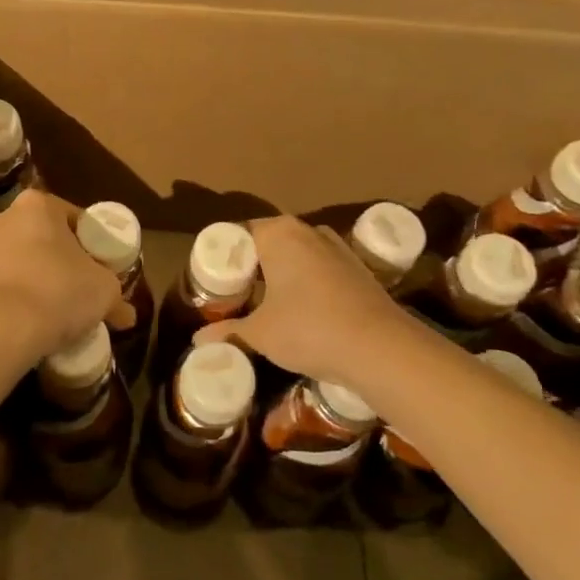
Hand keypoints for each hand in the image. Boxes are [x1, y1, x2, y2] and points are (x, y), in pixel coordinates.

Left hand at [0, 190, 131, 359]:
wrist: (2, 329)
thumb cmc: (59, 291)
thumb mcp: (104, 290)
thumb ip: (116, 296)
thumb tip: (128, 315)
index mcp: (38, 204)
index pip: (76, 219)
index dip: (93, 245)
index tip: (102, 268)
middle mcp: (6, 215)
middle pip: (47, 237)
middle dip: (64, 260)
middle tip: (84, 286)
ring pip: (25, 259)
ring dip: (42, 277)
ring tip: (60, 307)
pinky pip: (7, 281)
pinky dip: (22, 294)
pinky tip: (36, 317)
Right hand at [194, 216, 404, 387]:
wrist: (381, 348)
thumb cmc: (309, 329)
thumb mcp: (261, 334)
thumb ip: (229, 331)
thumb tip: (197, 341)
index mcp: (278, 233)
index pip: (239, 234)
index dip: (224, 257)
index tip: (215, 282)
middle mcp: (308, 230)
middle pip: (268, 242)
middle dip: (252, 266)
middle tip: (235, 295)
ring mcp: (337, 248)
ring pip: (297, 255)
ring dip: (281, 275)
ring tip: (266, 304)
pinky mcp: (358, 269)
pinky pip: (320, 269)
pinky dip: (306, 284)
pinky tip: (302, 311)